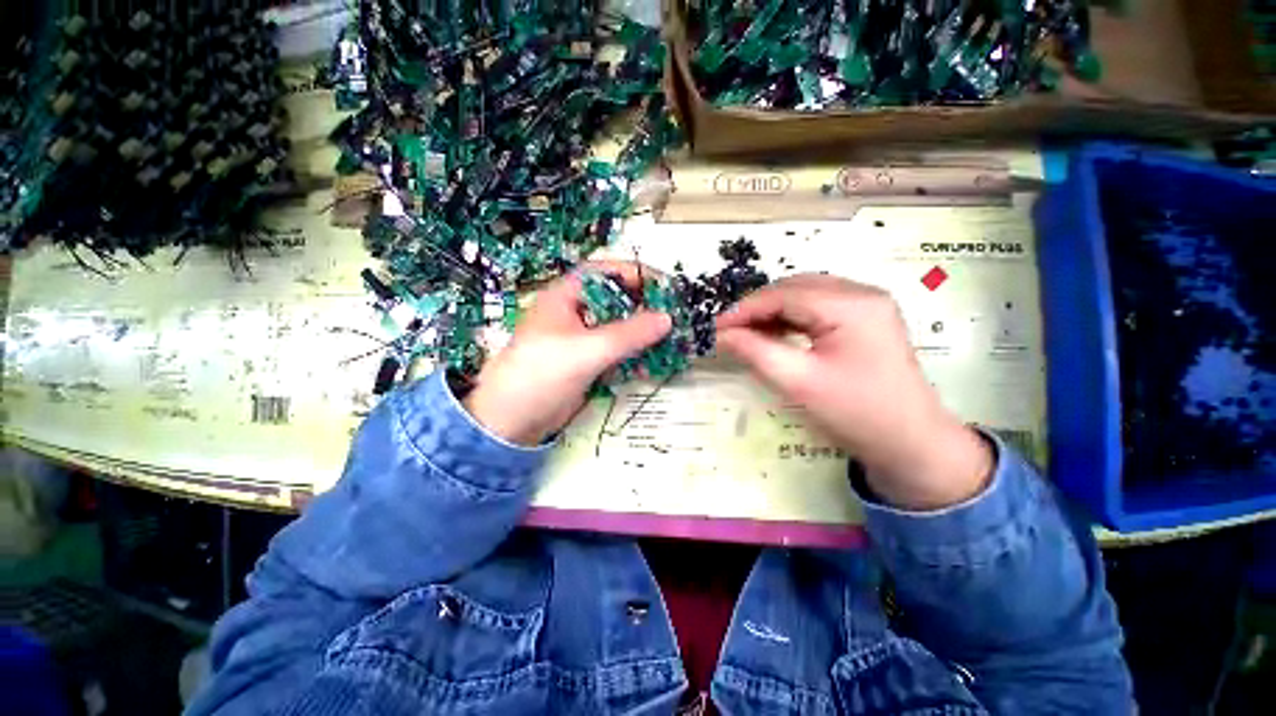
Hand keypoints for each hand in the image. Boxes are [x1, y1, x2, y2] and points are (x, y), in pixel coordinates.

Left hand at [463, 263, 671, 446]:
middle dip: (644, 307)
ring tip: (671, 341)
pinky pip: (613, 354)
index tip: (665, 285)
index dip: (634, 274)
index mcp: (564, 296)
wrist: (510, 419)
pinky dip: (631, 357)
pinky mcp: (582, 366)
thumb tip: (667, 318)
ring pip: (616, 329)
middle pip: (614, 300)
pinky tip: (651, 366)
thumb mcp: (588, 350)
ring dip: (641, 335)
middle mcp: (572, 313)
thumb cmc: (541, 373)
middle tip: (674, 315)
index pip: (604, 273)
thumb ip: (629, 334)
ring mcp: (577, 341)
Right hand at [715, 274, 992, 510]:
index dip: (747, 308)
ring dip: (782, 310)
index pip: (787, 293)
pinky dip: (803, 317)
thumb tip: (722, 334)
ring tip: (753, 335)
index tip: (715, 329)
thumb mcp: (802, 385)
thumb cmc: (857, 415)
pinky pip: (830, 306)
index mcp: (851, 304)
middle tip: (732, 334)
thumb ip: (758, 353)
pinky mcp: (876, 318)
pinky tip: (785, 335)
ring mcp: (874, 303)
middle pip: (801, 287)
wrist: (911, 442)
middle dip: (763, 307)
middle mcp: (865, 292)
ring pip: (814, 294)